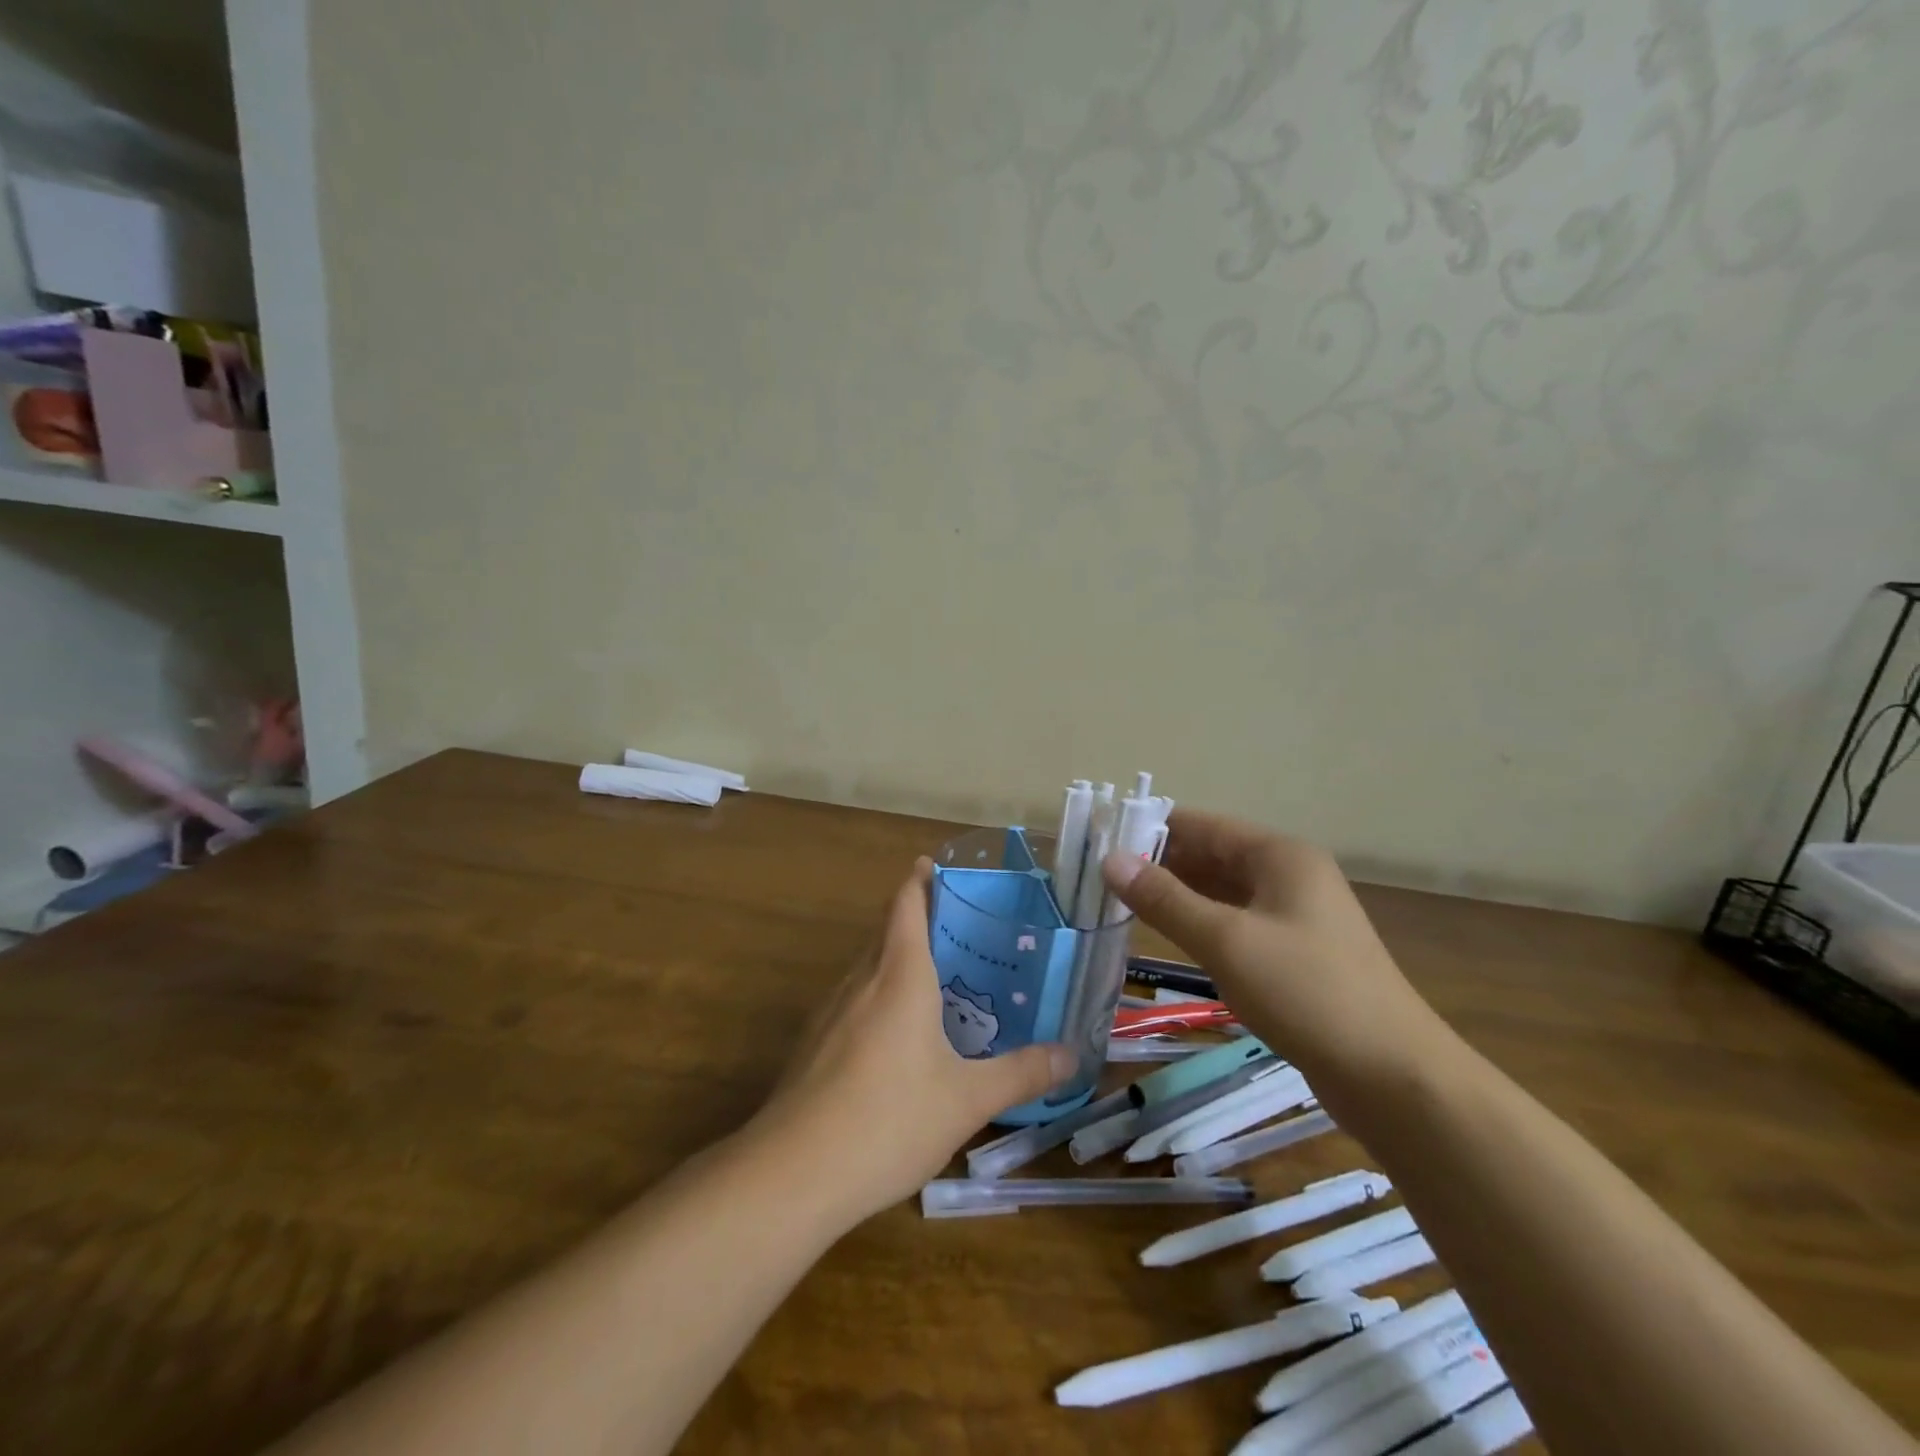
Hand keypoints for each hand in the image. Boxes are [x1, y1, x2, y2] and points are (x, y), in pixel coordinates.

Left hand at [752, 859, 1075, 1222]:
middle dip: (919, 920)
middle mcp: (861, 980)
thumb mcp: (968, 1100)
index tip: (939, 868)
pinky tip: (899, 1038)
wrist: (792, 1173)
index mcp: (899, 975)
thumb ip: (1021, 1073)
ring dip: (898, 960)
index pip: (905, 903)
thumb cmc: (889, 1119)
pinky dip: (878, 996)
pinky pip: (853, 1000)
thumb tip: (1071, 1054)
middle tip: (963, 931)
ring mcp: (830, 1012)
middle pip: (887, 930)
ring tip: (939, 981)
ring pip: (868, 967)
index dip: (920, 879)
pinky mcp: (813, 1045)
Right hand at [1102, 809, 1444, 1094]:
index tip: (1100, 840)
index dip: (1150, 828)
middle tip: (1100, 878)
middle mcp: (1289, 876)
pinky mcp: (1294, 955)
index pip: (1201, 824)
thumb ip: (1165, 899)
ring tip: (1120, 904)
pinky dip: (1200, 924)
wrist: (1394, 1078)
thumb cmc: (1306, 993)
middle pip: (1211, 855)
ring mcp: (1294, 917)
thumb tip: (1109, 860)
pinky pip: (1235, 924)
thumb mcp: (1226, 941)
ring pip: (1221, 892)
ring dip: (1176, 896)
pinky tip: (1168, 937)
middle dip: (1158, 864)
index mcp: (1279, 855)